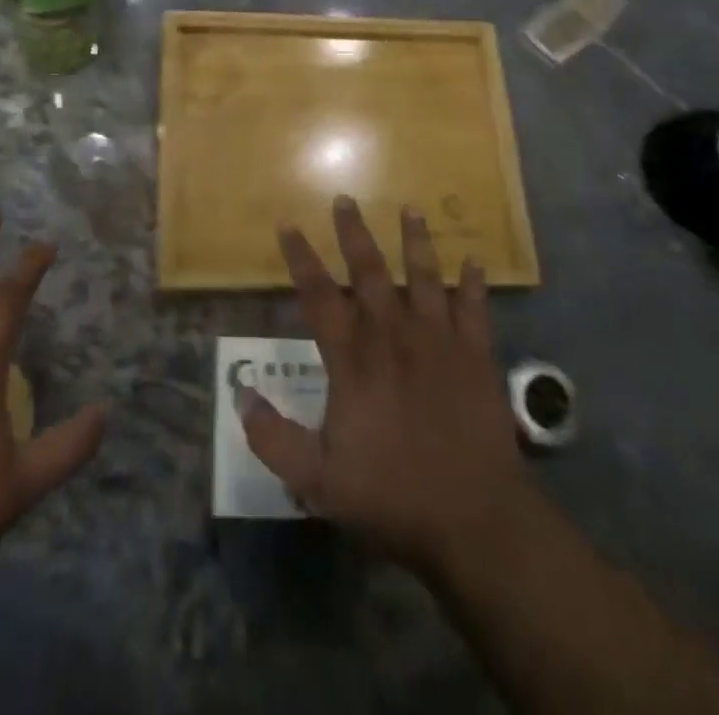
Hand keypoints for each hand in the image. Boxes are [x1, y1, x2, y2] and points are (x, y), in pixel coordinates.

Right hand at [240, 196, 532, 581]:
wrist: (476, 520)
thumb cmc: (393, 496)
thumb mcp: (318, 480)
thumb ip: (274, 439)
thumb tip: (241, 396)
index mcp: (354, 359)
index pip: (319, 295)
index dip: (300, 258)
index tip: (288, 223)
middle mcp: (393, 335)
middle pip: (370, 271)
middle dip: (354, 232)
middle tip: (345, 198)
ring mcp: (439, 341)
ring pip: (425, 276)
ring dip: (417, 240)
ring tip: (412, 208)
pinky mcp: (477, 355)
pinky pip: (475, 308)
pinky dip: (474, 283)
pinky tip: (475, 261)